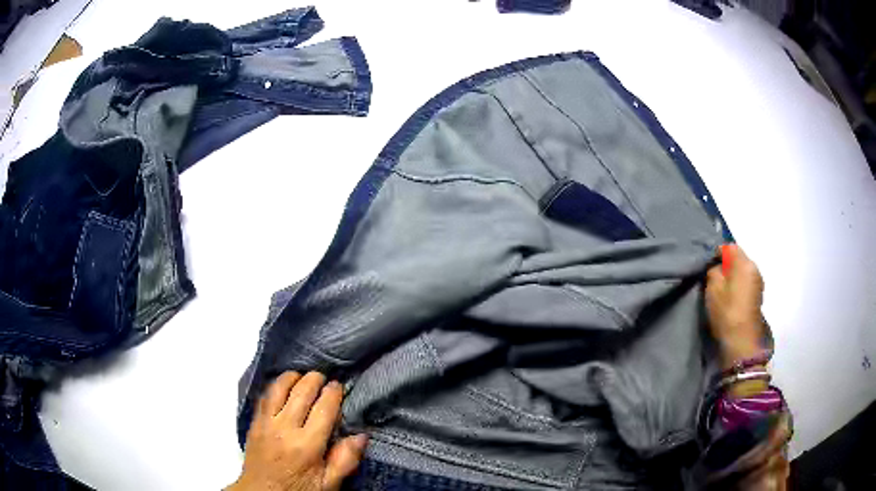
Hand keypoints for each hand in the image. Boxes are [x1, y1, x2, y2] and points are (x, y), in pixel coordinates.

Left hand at [227, 372, 367, 490]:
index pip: (323, 409)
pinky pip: (263, 397)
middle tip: (323, 376)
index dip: (332, 393)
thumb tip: (361, 436)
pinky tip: (281, 386)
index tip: (338, 385)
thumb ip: (345, 460)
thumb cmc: (298, 489)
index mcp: (307, 445)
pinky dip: (274, 386)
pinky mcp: (254, 423)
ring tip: (302, 376)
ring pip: (278, 389)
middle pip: (300, 393)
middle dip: (314, 380)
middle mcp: (285, 428)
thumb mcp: (328, 484)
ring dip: (292, 377)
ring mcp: (266, 423)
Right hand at [705, 245, 766, 370]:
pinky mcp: (757, 296)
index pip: (730, 247)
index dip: (717, 253)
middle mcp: (755, 268)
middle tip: (713, 279)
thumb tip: (717, 267)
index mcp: (745, 263)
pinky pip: (746, 283)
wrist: (742, 341)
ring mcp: (758, 283)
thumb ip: (713, 271)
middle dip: (726, 265)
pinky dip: (738, 286)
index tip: (708, 266)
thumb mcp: (713, 288)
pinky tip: (730, 299)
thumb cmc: (727, 311)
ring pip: (742, 271)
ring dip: (732, 277)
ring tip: (721, 290)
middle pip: (738, 258)